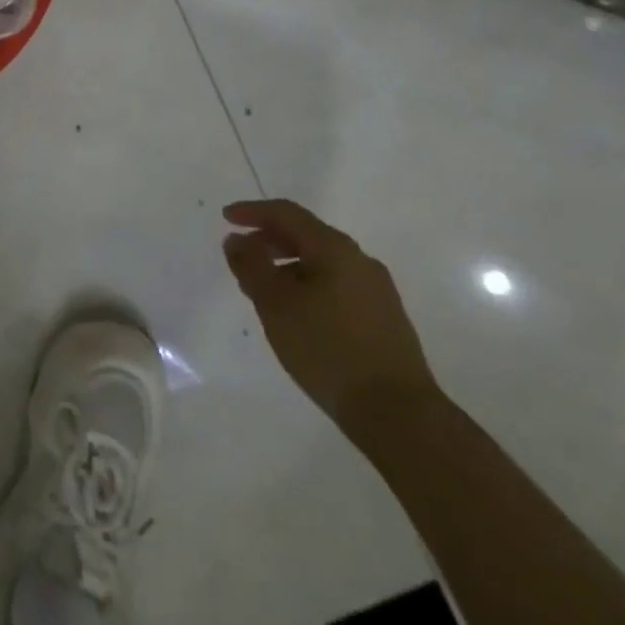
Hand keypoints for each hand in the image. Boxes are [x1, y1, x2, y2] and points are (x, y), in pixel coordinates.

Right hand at [222, 199, 440, 443]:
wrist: (398, 413)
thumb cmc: (327, 349)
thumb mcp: (275, 304)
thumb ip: (251, 265)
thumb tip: (236, 239)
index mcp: (335, 249)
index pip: (287, 214)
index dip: (253, 212)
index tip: (226, 218)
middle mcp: (359, 261)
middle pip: (306, 235)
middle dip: (269, 240)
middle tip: (241, 257)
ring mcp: (376, 290)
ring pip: (322, 263)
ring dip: (287, 266)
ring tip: (263, 290)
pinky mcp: (384, 318)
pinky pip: (336, 285)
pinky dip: (308, 285)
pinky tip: (297, 313)